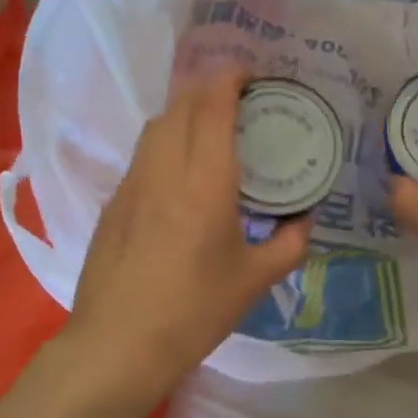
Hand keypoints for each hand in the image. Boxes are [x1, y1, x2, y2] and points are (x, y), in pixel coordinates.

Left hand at [63, 68, 310, 396]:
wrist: (117, 345)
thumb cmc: (193, 311)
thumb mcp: (254, 281)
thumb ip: (289, 245)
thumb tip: (304, 223)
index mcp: (204, 183)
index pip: (212, 107)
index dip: (229, 78)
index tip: (250, 72)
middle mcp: (164, 171)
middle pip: (181, 106)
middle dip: (209, 89)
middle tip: (238, 99)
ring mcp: (132, 185)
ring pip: (156, 127)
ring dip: (184, 113)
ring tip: (210, 130)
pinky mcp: (113, 204)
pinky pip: (143, 155)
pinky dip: (165, 143)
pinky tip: (180, 173)